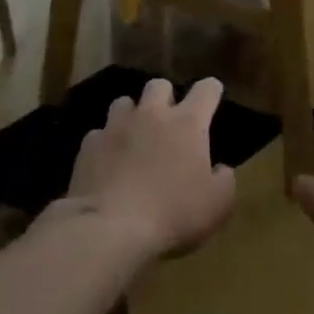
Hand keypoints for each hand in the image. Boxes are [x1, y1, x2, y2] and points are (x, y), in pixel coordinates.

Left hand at [62, 77, 236, 259]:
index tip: (212, 99)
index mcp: (187, 123)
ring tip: (134, 137)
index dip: (211, 91)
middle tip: (169, 122)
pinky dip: (106, 144)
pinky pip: (99, 134)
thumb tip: (221, 169)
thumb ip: (225, 181)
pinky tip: (107, 163)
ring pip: (125, 102)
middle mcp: (152, 114)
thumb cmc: (173, 214)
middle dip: (166, 97)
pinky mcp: (89, 145)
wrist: (110, 228)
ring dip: (132, 115)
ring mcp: (116, 126)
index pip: (206, 89)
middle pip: (159, 85)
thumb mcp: (217, 206)